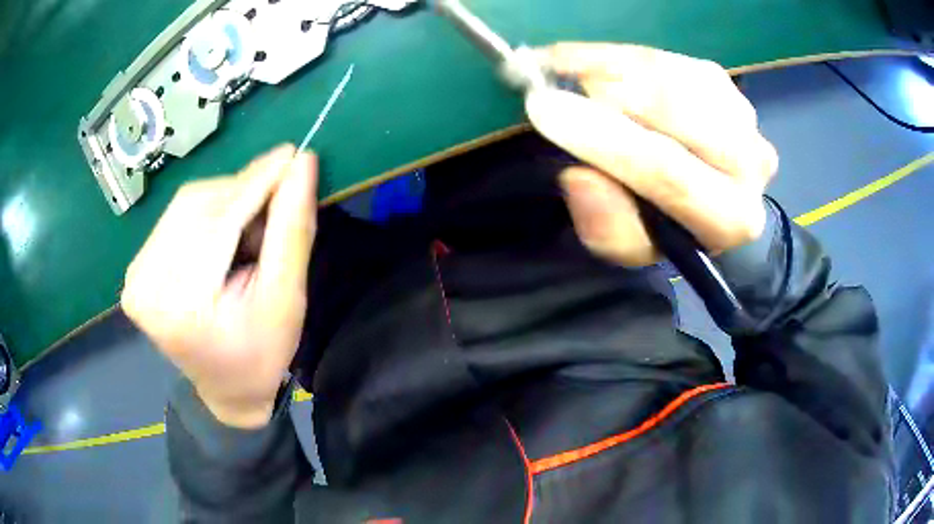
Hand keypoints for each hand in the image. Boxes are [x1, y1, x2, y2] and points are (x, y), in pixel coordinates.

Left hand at [122, 145, 317, 427]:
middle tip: (280, 200)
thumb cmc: (260, 354)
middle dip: (244, 194)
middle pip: (198, 207)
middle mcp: (143, 284)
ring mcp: (135, 275)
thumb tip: (302, 165)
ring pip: (188, 204)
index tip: (293, 155)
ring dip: (228, 201)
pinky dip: (210, 211)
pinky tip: (227, 231)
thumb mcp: (285, 300)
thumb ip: (291, 231)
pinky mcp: (138, 267)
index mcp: (176, 306)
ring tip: (253, 229)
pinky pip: (178, 216)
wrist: (228, 388)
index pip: (217, 224)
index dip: (257, 184)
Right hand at [525, 43, 778, 265]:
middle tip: (551, 81)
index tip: (543, 108)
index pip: (670, 173)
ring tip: (563, 70)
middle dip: (607, 91)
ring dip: (606, 66)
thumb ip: (607, 225)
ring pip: (667, 74)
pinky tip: (589, 64)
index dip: (605, 138)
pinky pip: (662, 56)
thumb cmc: (657, 222)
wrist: (694, 193)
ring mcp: (740, 112)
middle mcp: (751, 162)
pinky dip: (617, 55)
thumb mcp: (625, 244)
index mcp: (731, 217)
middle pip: (676, 110)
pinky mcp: (721, 80)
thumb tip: (580, 176)